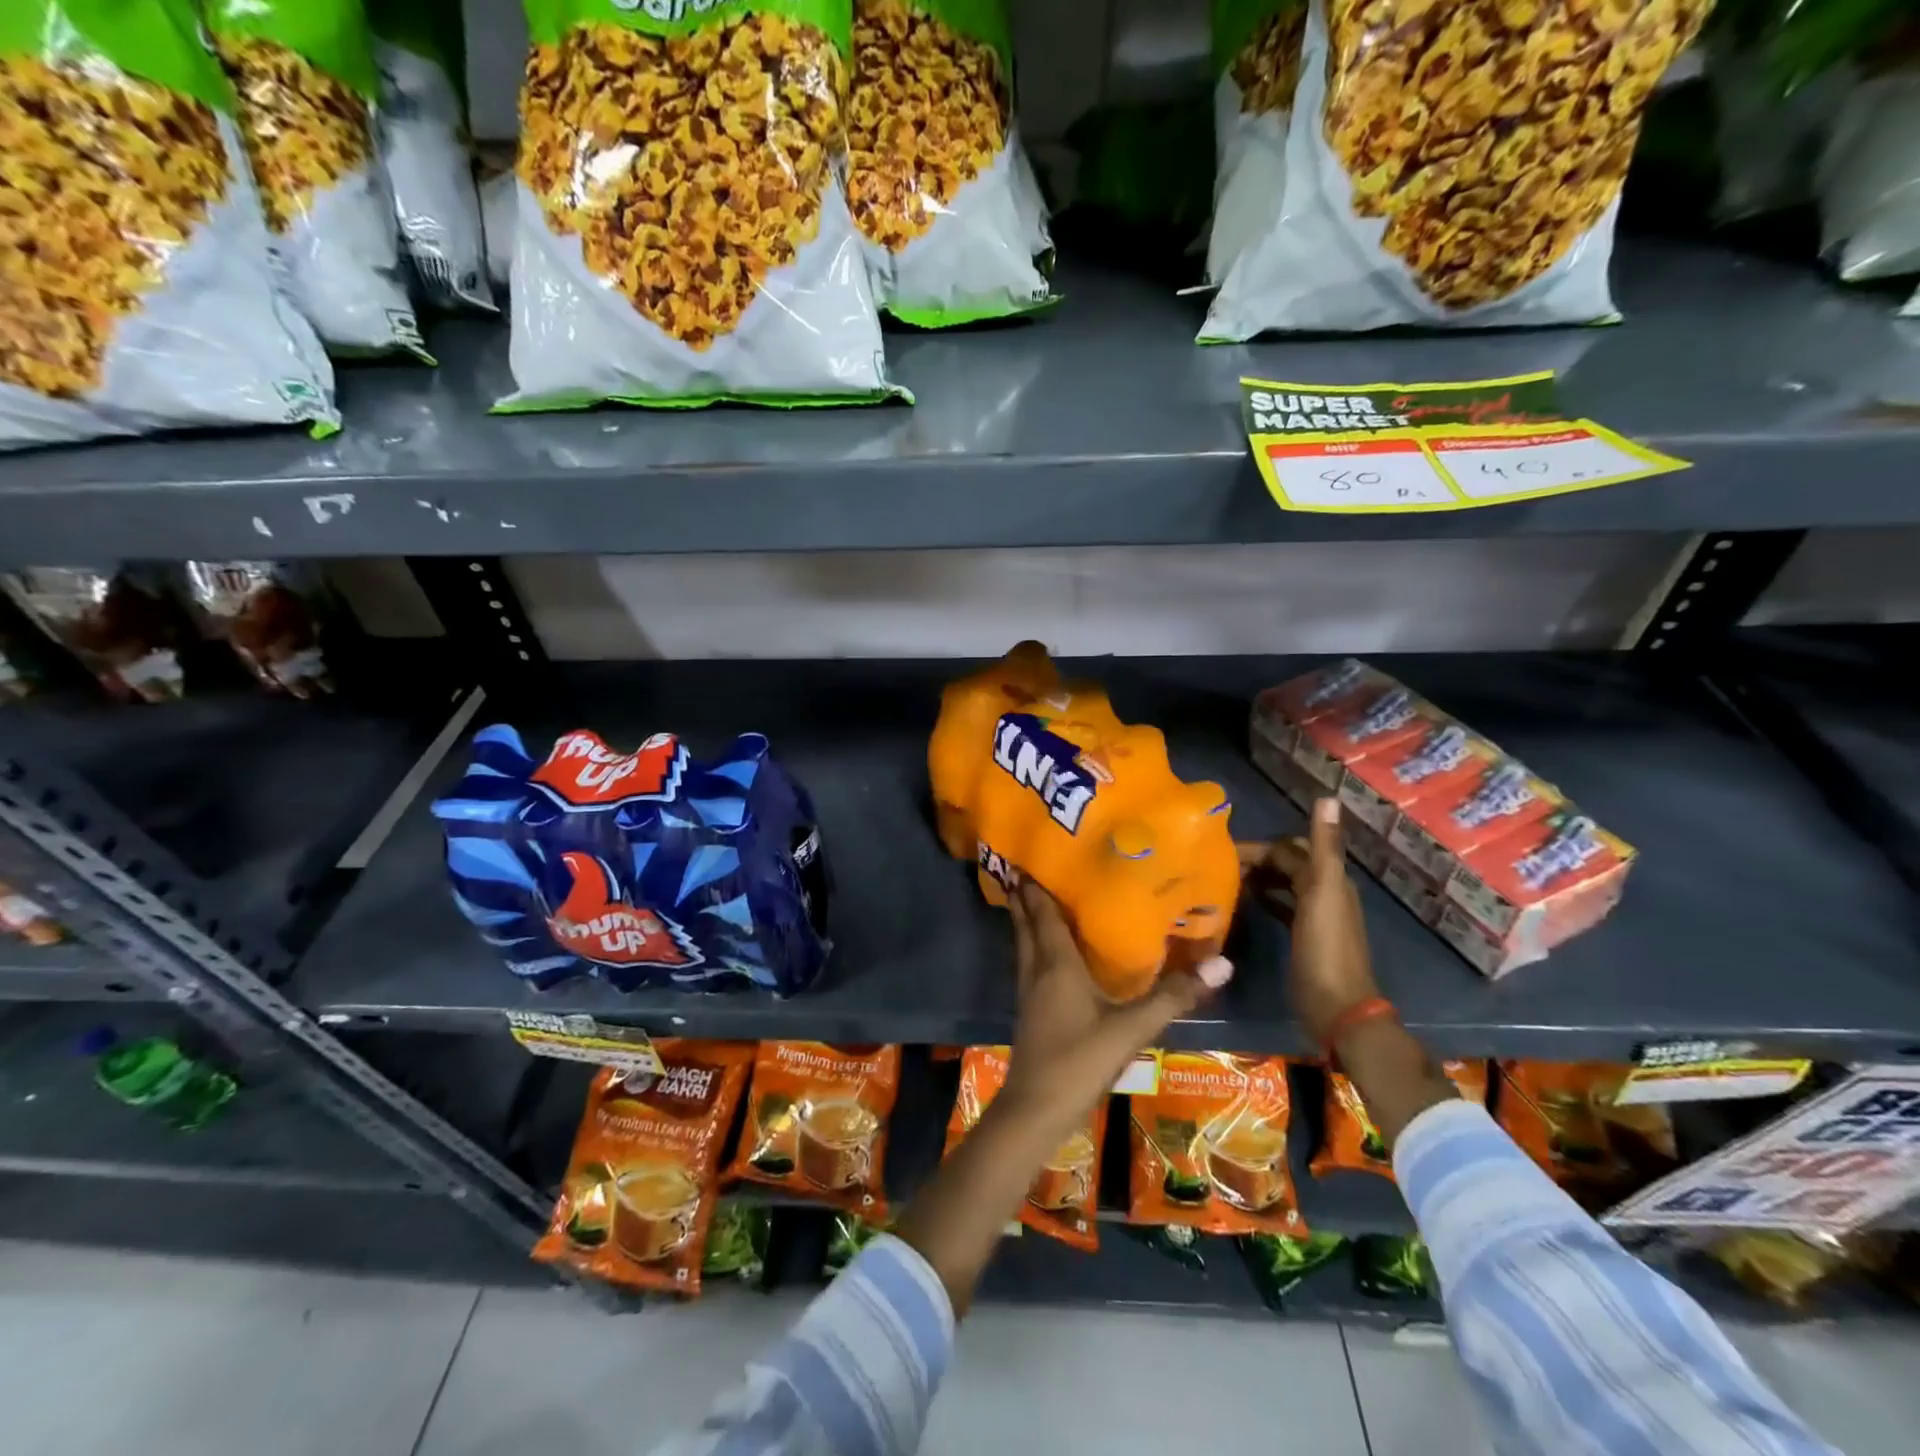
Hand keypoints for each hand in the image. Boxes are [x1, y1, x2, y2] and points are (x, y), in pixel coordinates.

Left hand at [1001, 880, 1231, 1131]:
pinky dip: (1032, 943)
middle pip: (1026, 922)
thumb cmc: (1080, 1060)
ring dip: (1025, 917)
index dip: (1036, 884)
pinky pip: (1027, 961)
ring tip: (1034, 895)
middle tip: (1029, 864)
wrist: (1037, 1108)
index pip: (1042, 912)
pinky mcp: (1029, 1008)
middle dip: (1025, 894)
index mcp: (1056, 963)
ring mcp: (1028, 989)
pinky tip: (1047, 949)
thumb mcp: (1132, 1028)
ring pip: (1023, 941)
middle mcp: (1036, 968)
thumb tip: (1222, 962)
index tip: (1033, 854)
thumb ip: (1173, 996)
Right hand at [1239, 797, 1377, 1044]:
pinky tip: (1245, 903)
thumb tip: (1328, 796)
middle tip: (1220, 865)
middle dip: (1259, 859)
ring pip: (1284, 884)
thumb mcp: (1322, 892)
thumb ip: (1323, 847)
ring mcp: (1315, 917)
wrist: (1337, 1008)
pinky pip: (1282, 907)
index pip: (1290, 848)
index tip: (1223, 852)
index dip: (1260, 847)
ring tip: (1226, 880)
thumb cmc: (1324, 949)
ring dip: (1260, 877)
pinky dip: (1265, 899)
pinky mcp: (1304, 938)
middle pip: (1288, 863)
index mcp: (1330, 879)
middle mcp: (1325, 892)